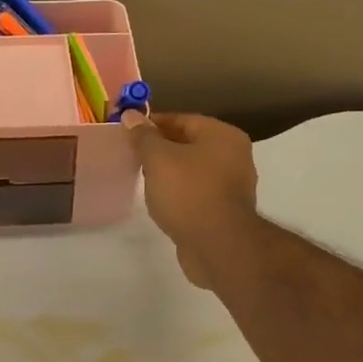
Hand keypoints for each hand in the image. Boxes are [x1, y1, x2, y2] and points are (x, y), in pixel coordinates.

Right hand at [121, 110, 258, 288]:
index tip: (128, 131)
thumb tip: (131, 116)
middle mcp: (234, 156)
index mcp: (223, 135)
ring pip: (193, 170)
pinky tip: (160, 201)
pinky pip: (196, 192)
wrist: (217, 245)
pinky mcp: (224, 211)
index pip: (183, 119)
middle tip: (132, 155)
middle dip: (160, 148)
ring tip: (143, 178)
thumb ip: (144, 137)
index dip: (153, 123)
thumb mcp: (158, 159)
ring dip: (169, 172)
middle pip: (189, 144)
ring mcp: (231, 185)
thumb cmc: (188, 193)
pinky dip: (179, 193)